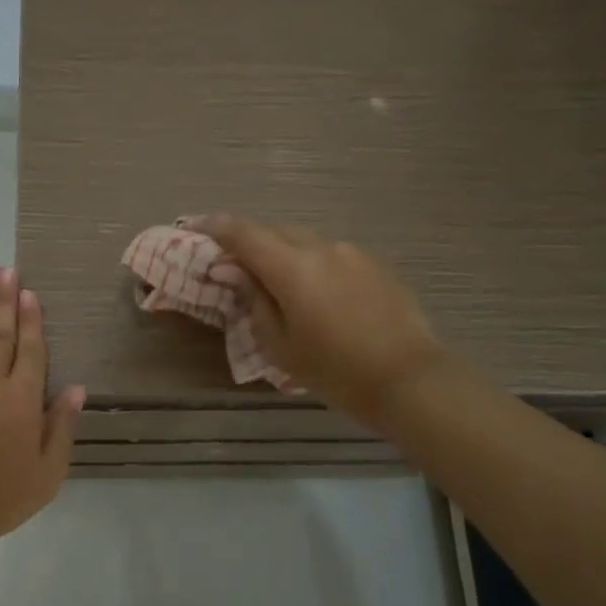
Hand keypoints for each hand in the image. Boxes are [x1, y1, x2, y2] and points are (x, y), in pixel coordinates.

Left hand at [0, 267, 84, 551]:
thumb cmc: (4, 495)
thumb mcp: (49, 470)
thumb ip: (62, 425)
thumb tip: (77, 388)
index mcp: (22, 397)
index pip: (30, 348)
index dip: (31, 319)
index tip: (29, 292)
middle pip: (0, 334)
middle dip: (6, 301)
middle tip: (7, 271)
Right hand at [194, 216, 442, 429]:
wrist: (411, 380)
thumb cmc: (336, 371)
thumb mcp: (280, 345)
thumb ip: (253, 301)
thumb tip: (232, 271)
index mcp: (292, 267)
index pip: (243, 234)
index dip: (216, 226)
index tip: (194, 226)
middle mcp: (322, 249)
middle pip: (274, 232)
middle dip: (250, 242)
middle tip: (233, 263)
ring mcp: (353, 254)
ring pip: (305, 243)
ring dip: (283, 254)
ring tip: (276, 283)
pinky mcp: (375, 266)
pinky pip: (332, 256)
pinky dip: (312, 265)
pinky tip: (317, 295)